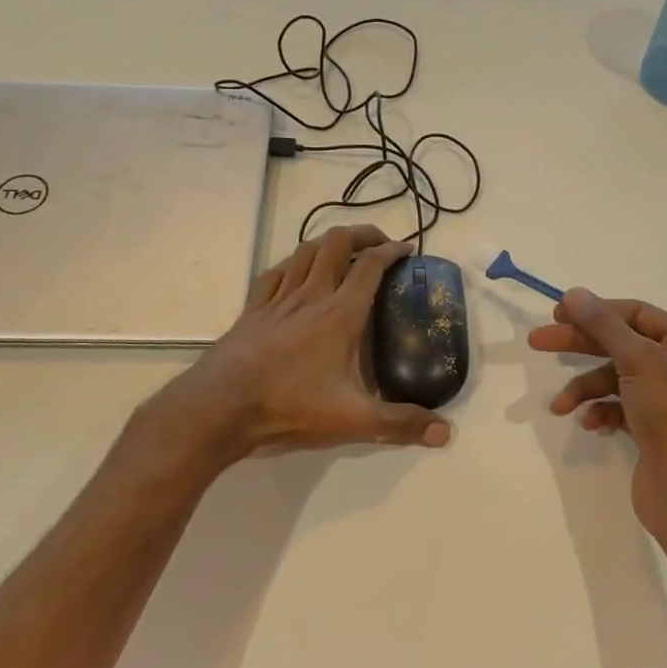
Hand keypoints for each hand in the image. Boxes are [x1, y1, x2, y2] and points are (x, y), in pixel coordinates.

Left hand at [149, 225, 453, 462]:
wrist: (220, 406)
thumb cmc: (290, 406)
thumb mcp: (353, 420)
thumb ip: (400, 424)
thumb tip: (446, 433)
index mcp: (340, 314)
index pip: (370, 266)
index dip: (392, 251)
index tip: (407, 249)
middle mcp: (311, 295)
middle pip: (336, 243)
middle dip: (362, 234)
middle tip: (379, 243)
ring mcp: (277, 299)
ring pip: (304, 251)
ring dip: (328, 242)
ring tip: (343, 250)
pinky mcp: (252, 310)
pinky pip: (275, 272)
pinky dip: (292, 262)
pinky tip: (295, 270)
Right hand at [529, 290, 666, 536]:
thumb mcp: (637, 360)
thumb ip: (603, 324)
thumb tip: (573, 293)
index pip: (636, 314)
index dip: (596, 311)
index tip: (557, 314)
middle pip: (622, 343)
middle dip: (580, 345)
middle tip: (537, 342)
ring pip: (616, 378)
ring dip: (585, 388)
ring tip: (560, 405)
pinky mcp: (655, 427)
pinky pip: (620, 406)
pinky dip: (601, 411)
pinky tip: (590, 424)